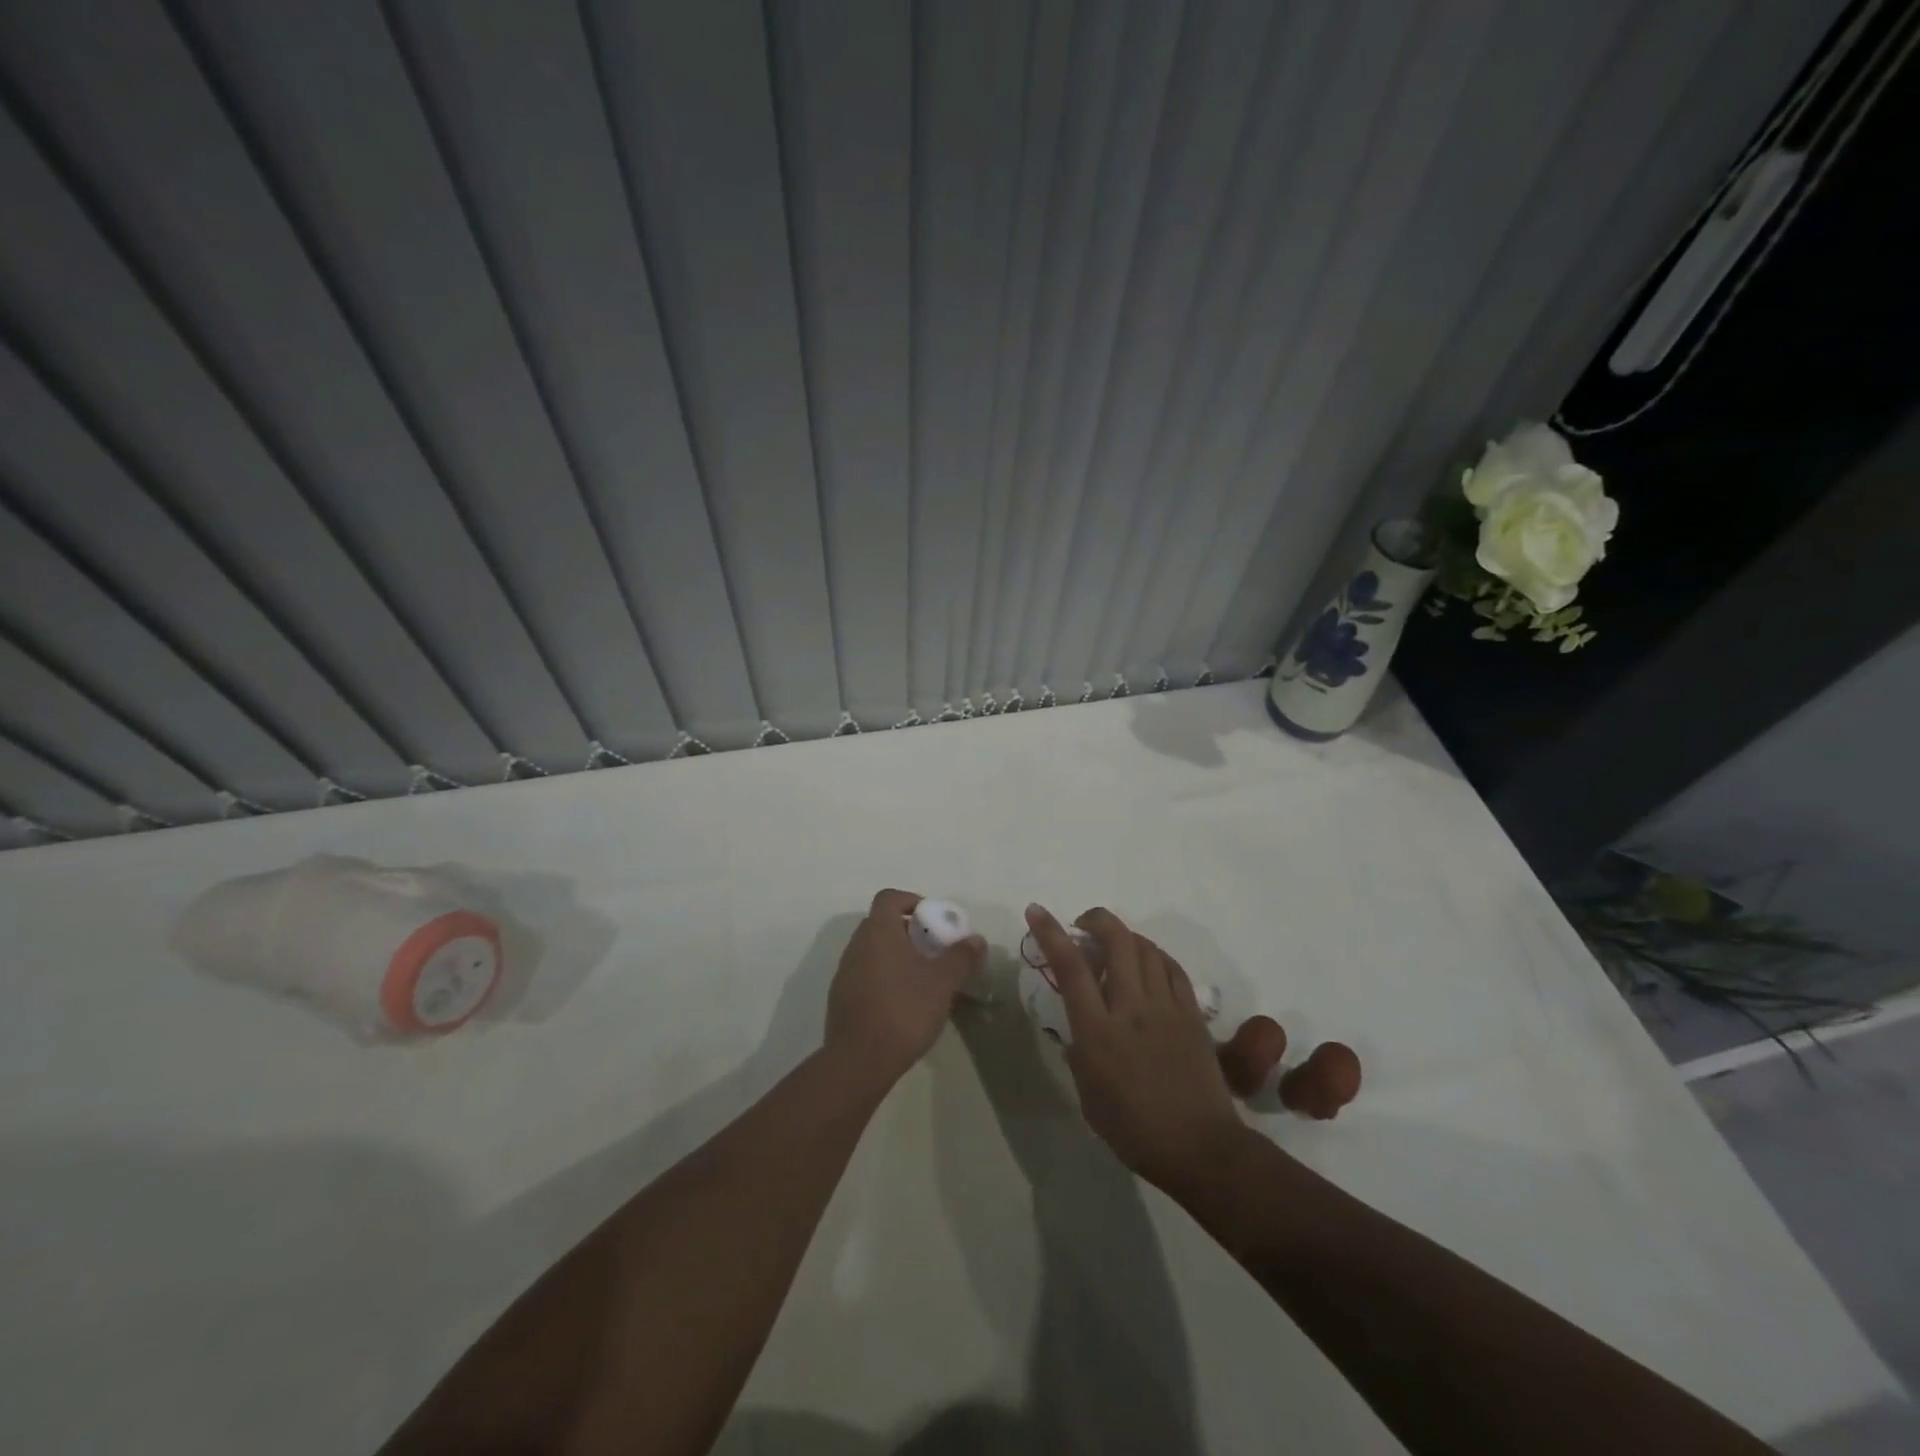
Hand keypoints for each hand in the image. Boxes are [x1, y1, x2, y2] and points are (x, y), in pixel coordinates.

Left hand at [825, 889, 985, 1090]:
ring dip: (896, 956)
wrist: (859, 1061)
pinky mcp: (841, 999)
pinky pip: (865, 975)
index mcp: (878, 932)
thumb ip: (961, 957)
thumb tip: (976, 940)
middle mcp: (856, 946)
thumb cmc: (904, 1010)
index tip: (932, 918)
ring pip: (873, 951)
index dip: (911, 900)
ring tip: (922, 978)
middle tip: (933, 949)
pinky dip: (884, 978)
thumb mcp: (942, 983)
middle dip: (909, 931)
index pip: (889, 898)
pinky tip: (903, 1003)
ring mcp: (844, 973)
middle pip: (881, 924)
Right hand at [1024, 902, 1241, 1189]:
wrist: (1200, 1148)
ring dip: (1125, 936)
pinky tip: (1148, 963)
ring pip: (1146, 948)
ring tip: (1114, 946)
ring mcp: (1166, 1007)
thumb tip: (1075, 1026)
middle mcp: (1131, 1008)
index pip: (1071, 967)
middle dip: (1096, 919)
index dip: (1050, 932)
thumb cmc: (1134, 1130)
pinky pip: (1172, 968)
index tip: (1036, 910)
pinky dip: (1155, 956)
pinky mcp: (1192, 1014)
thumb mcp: (1088, 1095)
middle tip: (1083, 925)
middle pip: (1116, 941)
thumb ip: (1078, 1051)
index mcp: (1098, 1031)